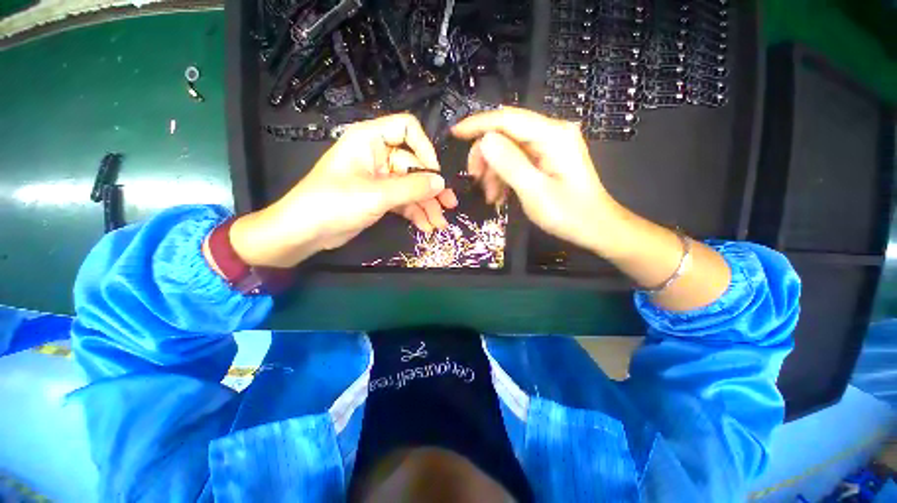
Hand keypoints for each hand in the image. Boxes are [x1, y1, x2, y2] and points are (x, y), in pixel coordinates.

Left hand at [228, 114, 457, 267]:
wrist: (306, 232)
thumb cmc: (334, 204)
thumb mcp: (376, 195)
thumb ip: (412, 188)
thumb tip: (441, 183)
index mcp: (370, 140)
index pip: (406, 129)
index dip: (425, 149)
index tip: (435, 174)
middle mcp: (377, 155)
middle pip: (414, 165)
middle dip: (431, 188)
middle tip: (450, 205)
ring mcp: (379, 178)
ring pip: (411, 187)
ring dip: (427, 205)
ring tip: (440, 224)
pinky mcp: (379, 197)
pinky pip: (403, 201)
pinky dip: (415, 213)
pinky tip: (426, 227)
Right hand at [452, 107, 621, 254]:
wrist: (595, 228)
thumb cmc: (568, 214)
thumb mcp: (535, 192)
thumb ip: (510, 164)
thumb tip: (485, 140)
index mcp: (552, 136)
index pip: (507, 119)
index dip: (478, 124)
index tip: (455, 134)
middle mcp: (551, 134)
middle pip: (506, 133)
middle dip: (486, 157)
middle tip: (475, 181)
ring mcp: (548, 146)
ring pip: (508, 149)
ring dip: (494, 171)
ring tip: (491, 197)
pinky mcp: (545, 159)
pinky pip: (516, 161)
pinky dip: (504, 176)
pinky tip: (500, 195)